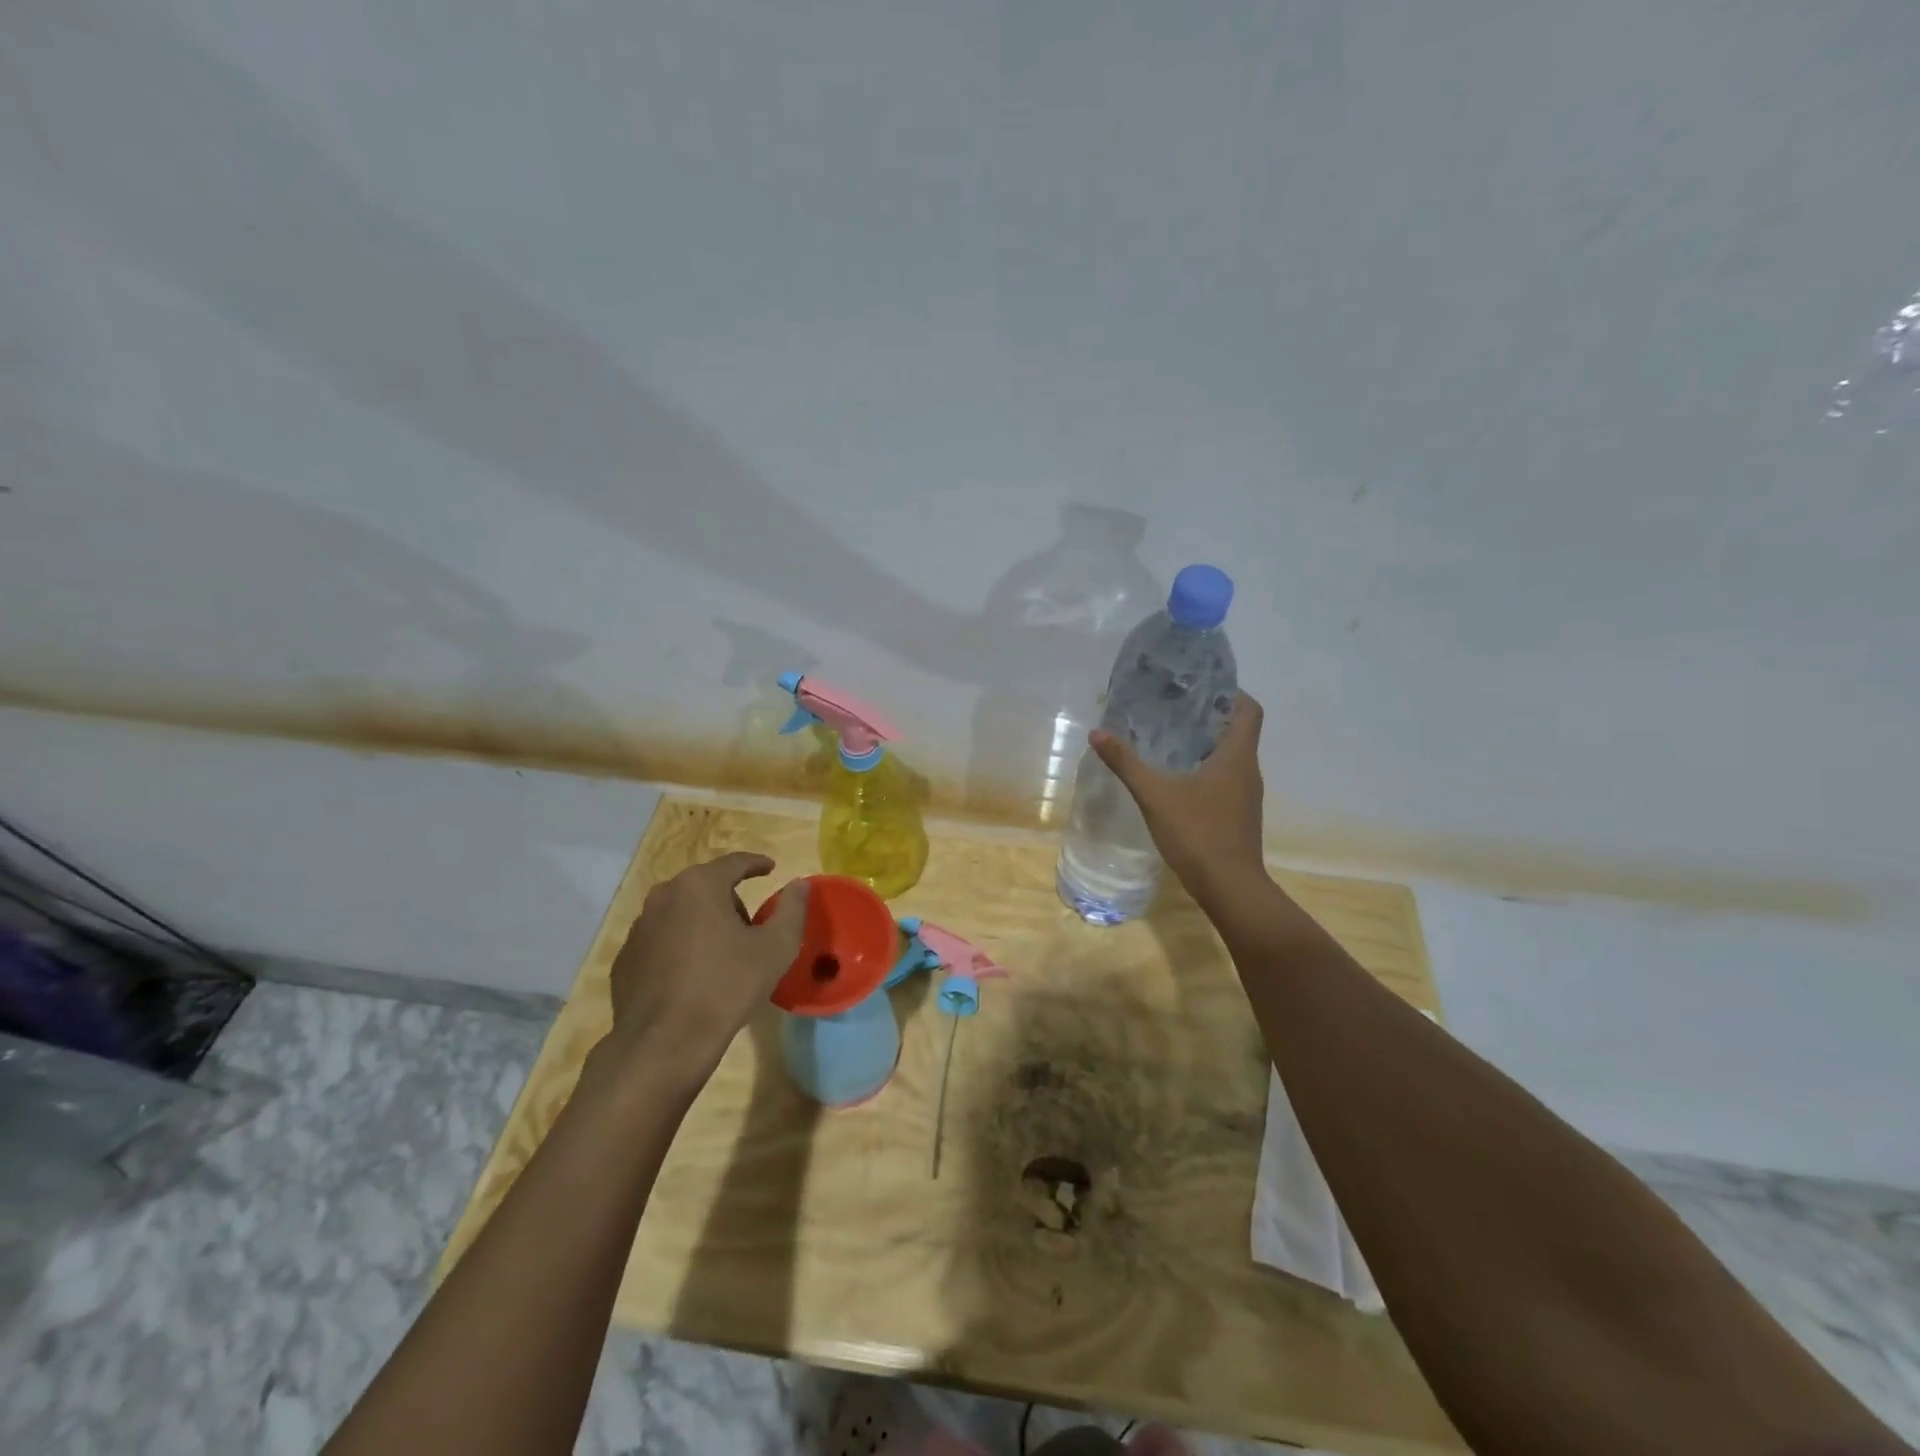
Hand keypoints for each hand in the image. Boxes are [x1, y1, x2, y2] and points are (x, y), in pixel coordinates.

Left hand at [601, 853, 807, 1090]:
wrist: (664, 1044)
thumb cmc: (726, 987)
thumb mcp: (775, 948)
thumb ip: (792, 909)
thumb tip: (799, 884)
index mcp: (700, 886)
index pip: (734, 862)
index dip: (756, 864)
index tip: (771, 868)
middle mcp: (663, 897)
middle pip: (706, 886)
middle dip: (730, 900)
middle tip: (750, 928)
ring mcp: (639, 928)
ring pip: (681, 913)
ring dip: (703, 923)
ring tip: (721, 955)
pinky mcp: (626, 958)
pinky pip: (661, 940)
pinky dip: (679, 947)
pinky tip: (693, 976)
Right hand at [1090, 691, 1267, 901]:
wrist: (1230, 888)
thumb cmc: (1198, 833)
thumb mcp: (1155, 795)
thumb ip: (1126, 763)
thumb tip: (1097, 733)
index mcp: (1237, 756)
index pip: (1249, 710)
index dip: (1230, 693)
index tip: (1200, 686)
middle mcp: (1248, 770)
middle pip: (1237, 731)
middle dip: (1209, 716)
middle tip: (1173, 708)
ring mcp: (1246, 795)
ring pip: (1231, 757)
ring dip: (1206, 744)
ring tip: (1170, 738)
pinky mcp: (1238, 815)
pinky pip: (1225, 779)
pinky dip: (1206, 770)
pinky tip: (1177, 778)